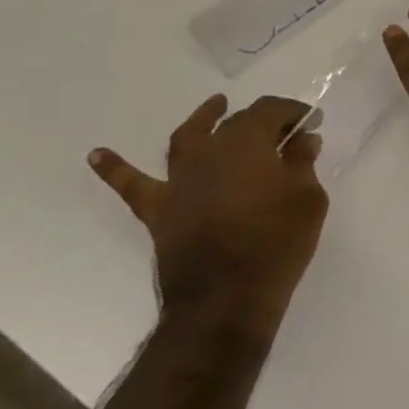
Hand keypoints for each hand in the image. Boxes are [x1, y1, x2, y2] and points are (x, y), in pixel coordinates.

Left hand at [89, 95, 327, 332]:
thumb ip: (303, 164)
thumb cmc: (276, 245)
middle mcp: (210, 151)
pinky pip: (133, 186)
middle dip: (264, 121)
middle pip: (237, 122)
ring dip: (203, 119)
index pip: (272, 111)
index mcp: (248, 142)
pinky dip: (115, 169)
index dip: (295, 113)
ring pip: (189, 138)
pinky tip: (96, 155)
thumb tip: (302, 141)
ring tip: (214, 106)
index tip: (312, 123)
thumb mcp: (308, 200)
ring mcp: (180, 180)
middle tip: (285, 132)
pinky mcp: (159, 211)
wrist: (225, 302)